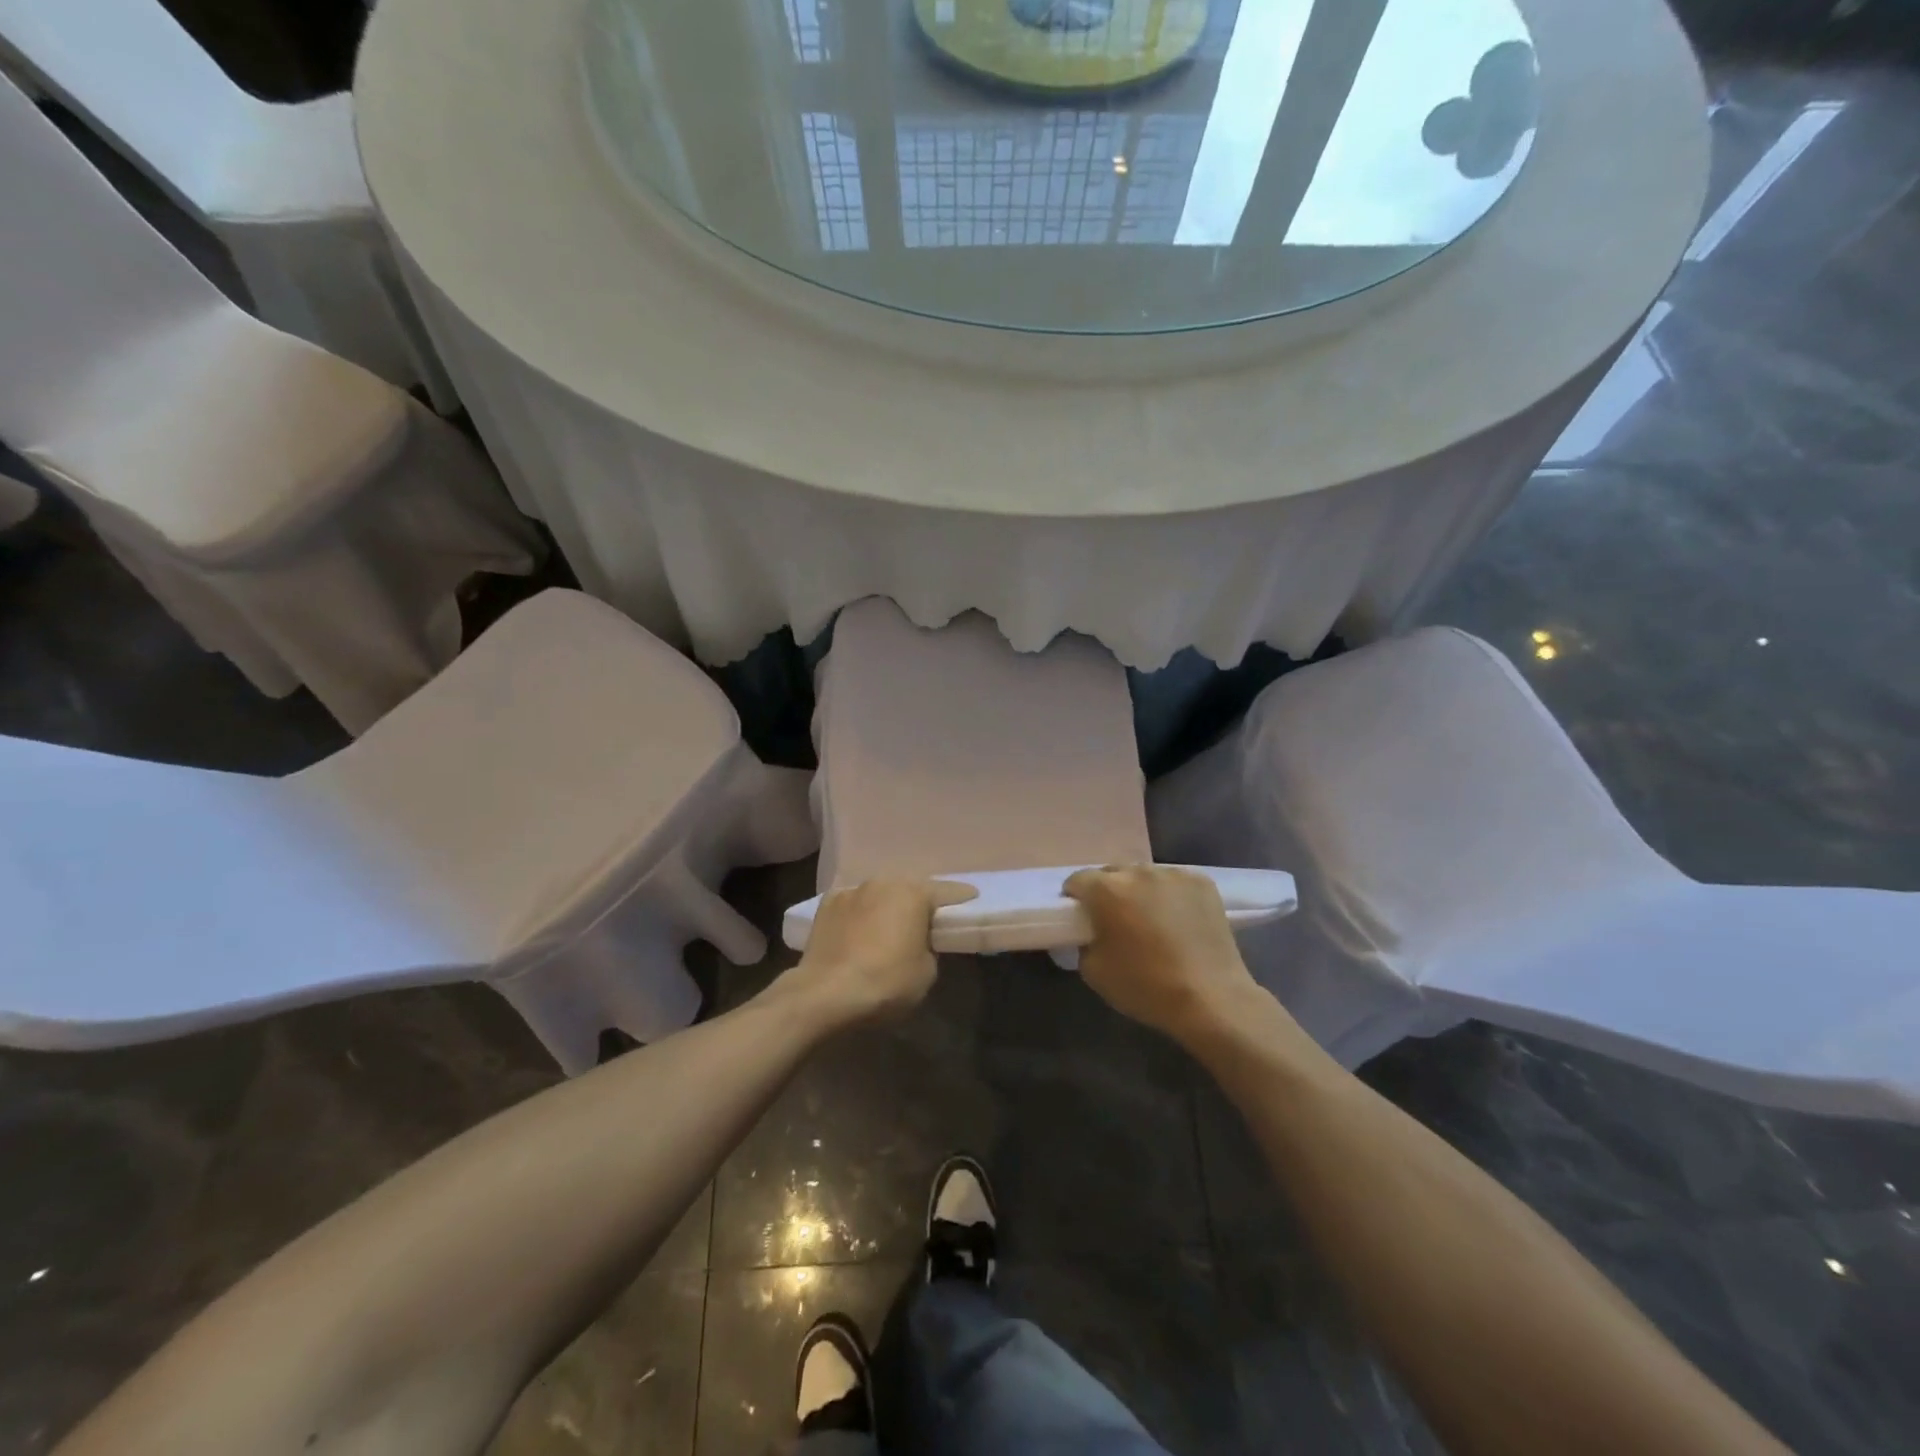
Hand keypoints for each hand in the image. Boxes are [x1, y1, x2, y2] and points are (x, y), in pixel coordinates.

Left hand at [774, 878, 978, 1027]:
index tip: (972, 899)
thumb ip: (928, 948)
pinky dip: (860, 915)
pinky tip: (858, 932)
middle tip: (926, 920)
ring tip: (888, 927)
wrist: (824, 994)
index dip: (962, 898)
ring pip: (879, 894)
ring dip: (886, 906)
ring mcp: (851, 891)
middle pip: (909, 889)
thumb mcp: (926, 972)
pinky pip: (853, 906)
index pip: (948, 892)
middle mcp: (883, 882)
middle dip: (918, 902)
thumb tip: (916, 943)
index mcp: (914, 893)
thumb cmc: (885, 982)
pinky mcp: (826, 904)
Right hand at [1063, 866, 1260, 1041]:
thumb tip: (1093, 933)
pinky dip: (1171, 895)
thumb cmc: (1146, 986)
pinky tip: (1179, 920)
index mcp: (1106, 890)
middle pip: (1113, 873)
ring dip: (1141, 891)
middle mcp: (1138, 872)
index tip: (1082, 919)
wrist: (1212, 999)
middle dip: (1109, 892)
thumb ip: (1085, 942)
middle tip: (1117, 921)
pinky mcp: (1202, 882)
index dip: (1075, 899)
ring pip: (1145, 876)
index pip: (1078, 880)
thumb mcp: (1094, 972)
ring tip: (1152, 920)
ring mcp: (1173, 873)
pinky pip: (1175, 882)